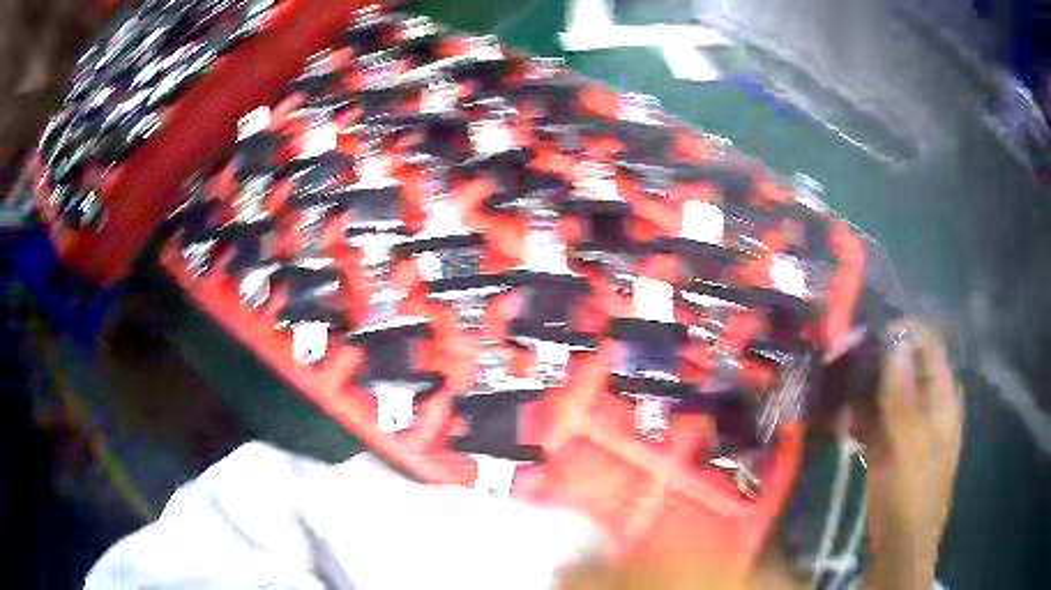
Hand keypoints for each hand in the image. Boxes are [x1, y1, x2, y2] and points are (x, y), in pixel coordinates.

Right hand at [858, 319, 963, 589]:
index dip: (901, 333)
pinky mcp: (892, 444)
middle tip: (843, 361)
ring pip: (888, 391)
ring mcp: (910, 425)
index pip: (927, 344)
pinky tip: (840, 420)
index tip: (867, 333)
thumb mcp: (909, 445)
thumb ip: (903, 394)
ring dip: (863, 388)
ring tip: (835, 388)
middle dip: (876, 360)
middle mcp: (928, 403)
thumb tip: (895, 339)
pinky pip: (877, 418)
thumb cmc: (911, 494)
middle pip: (905, 365)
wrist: (899, 546)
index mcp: (943, 396)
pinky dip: (859, 414)